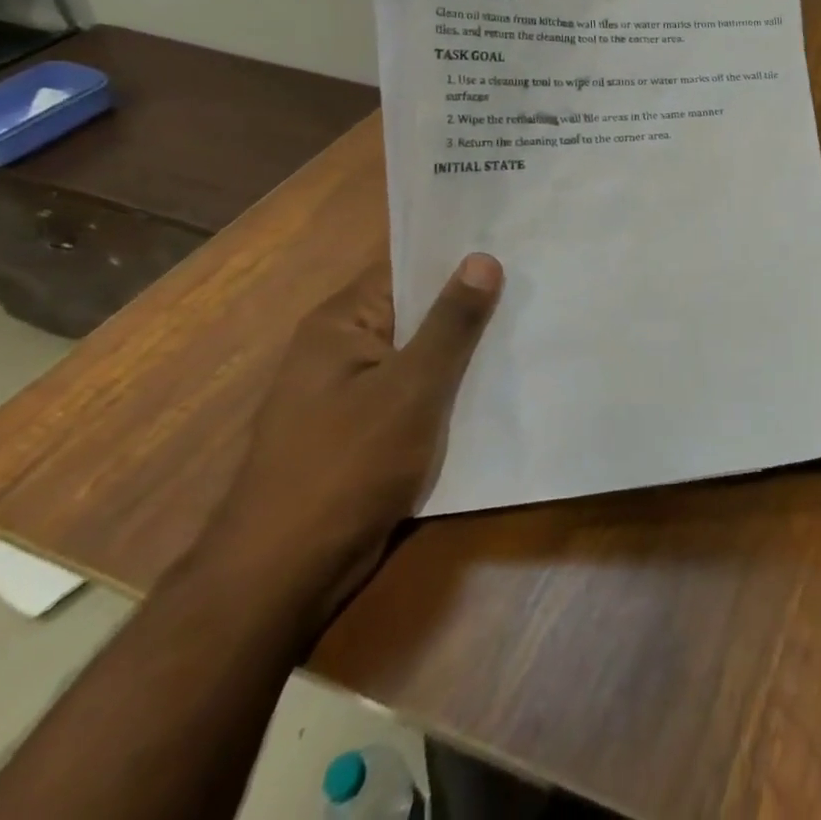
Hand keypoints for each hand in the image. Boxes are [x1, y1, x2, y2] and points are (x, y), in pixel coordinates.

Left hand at [194, 252, 503, 625]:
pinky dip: (452, 386)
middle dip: (471, 302)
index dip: (459, 256)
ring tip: (531, 323)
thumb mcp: (410, 389)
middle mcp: (342, 347)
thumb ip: (450, 323)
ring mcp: (353, 391)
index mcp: (341, 322)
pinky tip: (500, 382)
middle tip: (537, 281)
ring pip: (422, 353)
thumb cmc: (345, 467)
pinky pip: (418, 391)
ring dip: (466, 348)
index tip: (515, 243)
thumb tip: (482, 258)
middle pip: (417, 309)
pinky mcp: (366, 430)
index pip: (407, 268)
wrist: (284, 578)